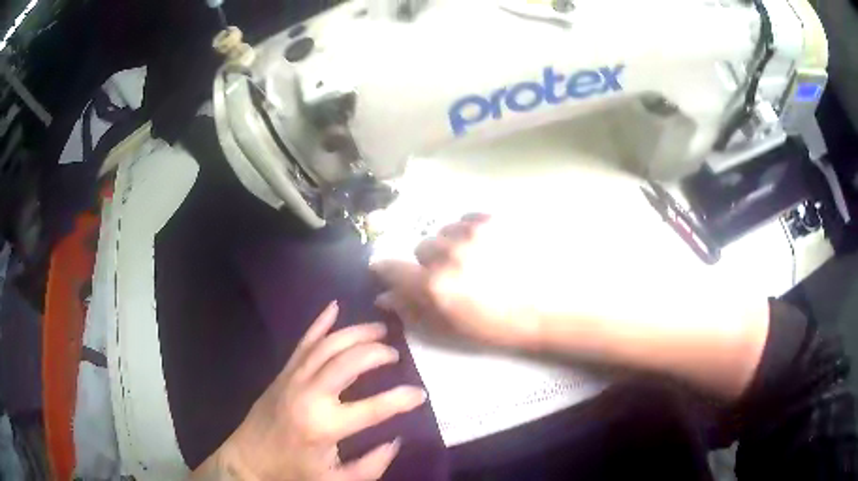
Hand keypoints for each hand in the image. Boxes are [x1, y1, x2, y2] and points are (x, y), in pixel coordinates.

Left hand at [194, 302, 426, 480]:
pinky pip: (303, 342)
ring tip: (380, 329)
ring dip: (356, 333)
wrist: (249, 458)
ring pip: (328, 345)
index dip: (402, 399)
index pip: (374, 408)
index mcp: (325, 425)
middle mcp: (310, 394)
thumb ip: (372, 466)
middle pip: (350, 361)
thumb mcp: (337, 480)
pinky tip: (334, 307)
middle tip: (396, 354)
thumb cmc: (293, 471)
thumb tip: (396, 441)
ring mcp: (293, 378)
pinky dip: (320, 323)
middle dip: (378, 353)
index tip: (420, 393)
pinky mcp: (283, 372)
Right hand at [371, 214, 544, 347]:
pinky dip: (469, 231)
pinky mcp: (495, 219)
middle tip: (453, 275)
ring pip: (445, 231)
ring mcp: (473, 232)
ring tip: (475, 259)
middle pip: (421, 247)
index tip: (392, 272)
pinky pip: (467, 219)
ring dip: (452, 244)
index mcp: (434, 285)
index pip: (390, 266)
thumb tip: (386, 297)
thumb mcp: (452, 330)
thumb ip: (414, 311)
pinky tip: (487, 246)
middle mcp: (448, 253)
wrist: (550, 308)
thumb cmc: (500, 328)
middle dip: (431, 262)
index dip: (388, 269)